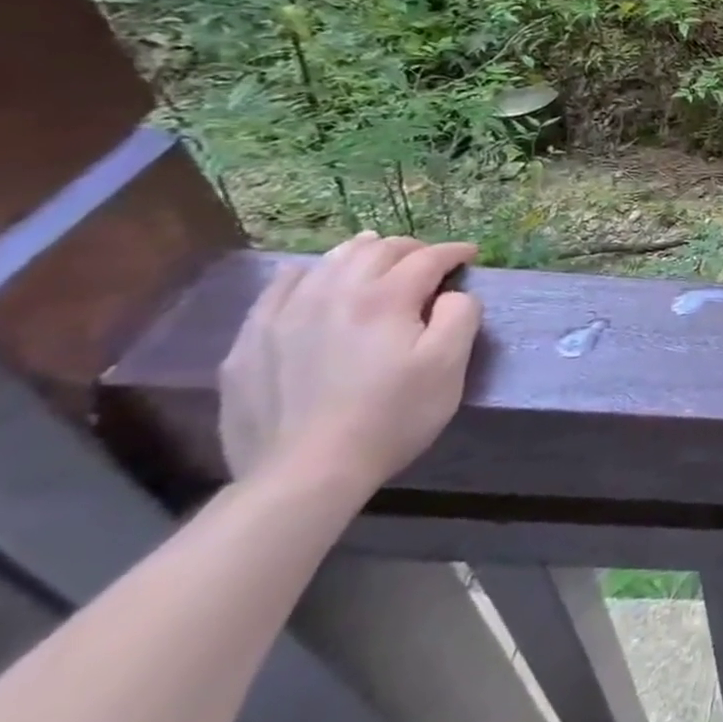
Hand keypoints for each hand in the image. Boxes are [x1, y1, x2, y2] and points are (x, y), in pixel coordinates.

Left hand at [218, 232, 481, 493]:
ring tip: (376, 255)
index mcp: (386, 297)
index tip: (470, 255)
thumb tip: (453, 294)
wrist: (305, 473)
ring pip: (328, 262)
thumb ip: (461, 316)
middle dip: (410, 248)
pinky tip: (312, 279)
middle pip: (376, 251)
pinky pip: (279, 289)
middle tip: (429, 259)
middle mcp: (334, 293)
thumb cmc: (391, 417)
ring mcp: (285, 316)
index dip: (454, 251)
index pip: (427, 257)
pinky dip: (305, 274)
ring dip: (360, 253)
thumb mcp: (449, 366)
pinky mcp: (251, 343)